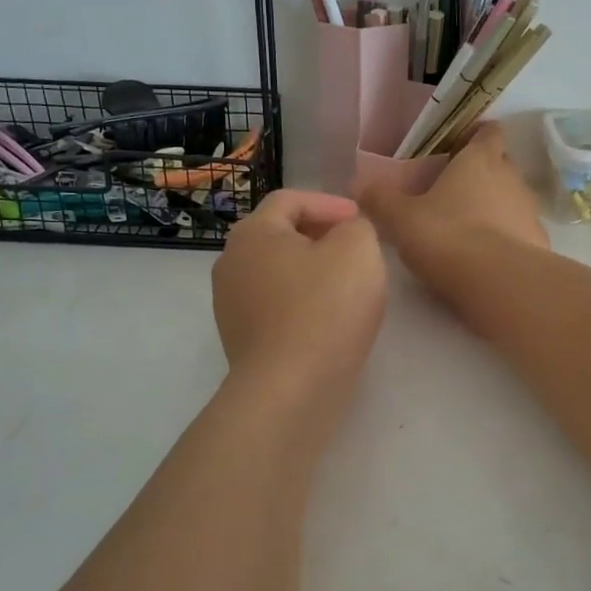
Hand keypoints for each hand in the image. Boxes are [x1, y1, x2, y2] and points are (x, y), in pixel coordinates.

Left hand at [213, 189, 386, 388]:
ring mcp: (230, 305)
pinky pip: (274, 308)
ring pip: (276, 274)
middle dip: (318, 235)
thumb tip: (346, 233)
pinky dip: (301, 303)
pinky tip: (327, 320)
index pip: (289, 200)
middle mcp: (231, 263)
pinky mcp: (240, 341)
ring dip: (310, 272)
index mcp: (252, 233)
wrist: (290, 389)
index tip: (360, 219)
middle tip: (354, 248)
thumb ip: (357, 226)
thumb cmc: (325, 308)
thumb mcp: (358, 249)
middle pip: (278, 236)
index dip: (329, 203)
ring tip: (345, 285)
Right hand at [356, 125, 546, 324]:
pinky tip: (481, 256)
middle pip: (500, 164)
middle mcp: (511, 177)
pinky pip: (518, 231)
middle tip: (450, 190)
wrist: (499, 284)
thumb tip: (357, 184)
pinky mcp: (537, 243)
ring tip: (463, 227)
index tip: (456, 148)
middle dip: (480, 173)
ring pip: (510, 199)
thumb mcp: (401, 218)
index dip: (475, 136)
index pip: (488, 132)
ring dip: (492, 207)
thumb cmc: (447, 236)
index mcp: (480, 160)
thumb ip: (380, 198)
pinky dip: (503, 237)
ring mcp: (529, 211)